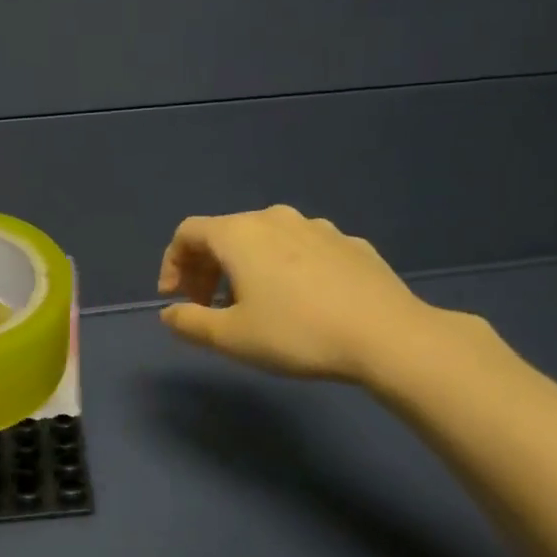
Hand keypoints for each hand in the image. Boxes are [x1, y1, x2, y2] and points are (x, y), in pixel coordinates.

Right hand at [157, 206, 480, 392]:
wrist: (387, 335)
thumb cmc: (296, 333)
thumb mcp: (231, 337)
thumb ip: (190, 322)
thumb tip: (169, 313)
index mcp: (240, 234)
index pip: (188, 233)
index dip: (172, 264)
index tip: (175, 299)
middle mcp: (275, 219)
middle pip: (226, 233)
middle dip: (207, 268)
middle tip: (208, 306)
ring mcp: (317, 227)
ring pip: (265, 240)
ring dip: (246, 267)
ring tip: (253, 305)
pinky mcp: (350, 244)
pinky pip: (302, 249)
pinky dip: (285, 268)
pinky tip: (300, 301)